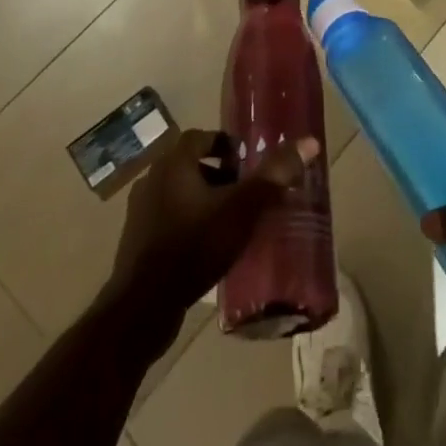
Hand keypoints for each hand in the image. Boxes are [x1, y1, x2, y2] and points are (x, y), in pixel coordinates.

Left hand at [107, 128, 316, 333]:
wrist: (142, 309)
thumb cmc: (193, 246)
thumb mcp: (242, 209)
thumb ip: (274, 176)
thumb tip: (309, 142)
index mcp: (173, 163)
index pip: (201, 136)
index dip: (225, 144)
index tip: (247, 161)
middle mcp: (152, 180)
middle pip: (191, 165)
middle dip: (220, 175)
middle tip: (246, 192)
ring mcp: (140, 213)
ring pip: (179, 194)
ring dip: (204, 201)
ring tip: (231, 221)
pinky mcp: (136, 243)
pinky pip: (169, 221)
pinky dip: (189, 225)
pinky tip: (208, 248)